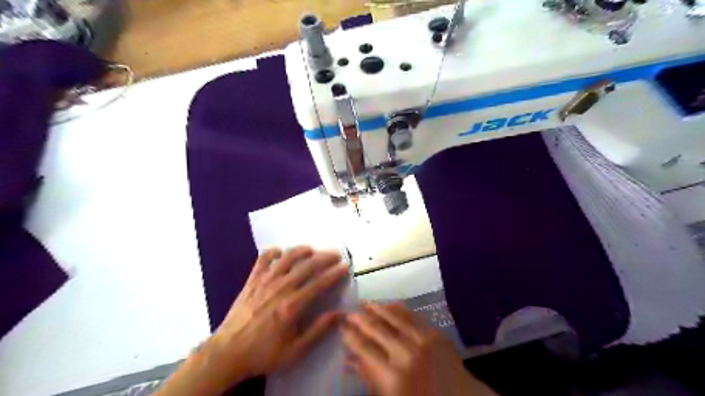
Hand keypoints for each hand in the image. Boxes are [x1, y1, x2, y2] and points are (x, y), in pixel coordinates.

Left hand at [156, 246, 348, 394]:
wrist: (227, 353)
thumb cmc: (263, 353)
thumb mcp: (295, 350)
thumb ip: (318, 330)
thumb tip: (339, 314)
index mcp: (293, 305)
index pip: (319, 282)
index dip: (335, 273)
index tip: (345, 267)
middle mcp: (281, 287)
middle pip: (307, 265)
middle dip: (324, 257)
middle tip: (336, 254)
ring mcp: (264, 281)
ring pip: (287, 257)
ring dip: (301, 250)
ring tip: (312, 249)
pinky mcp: (252, 280)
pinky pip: (263, 259)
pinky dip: (272, 252)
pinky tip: (280, 252)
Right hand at [341, 304, 493, 395]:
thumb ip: (369, 377)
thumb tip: (349, 359)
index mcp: (392, 377)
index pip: (364, 349)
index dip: (350, 336)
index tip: (342, 326)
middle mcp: (405, 354)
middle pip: (376, 330)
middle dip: (360, 319)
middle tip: (349, 312)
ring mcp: (423, 340)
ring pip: (393, 318)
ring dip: (377, 308)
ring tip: (364, 302)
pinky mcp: (435, 333)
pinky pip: (412, 316)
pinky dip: (398, 309)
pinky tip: (388, 304)